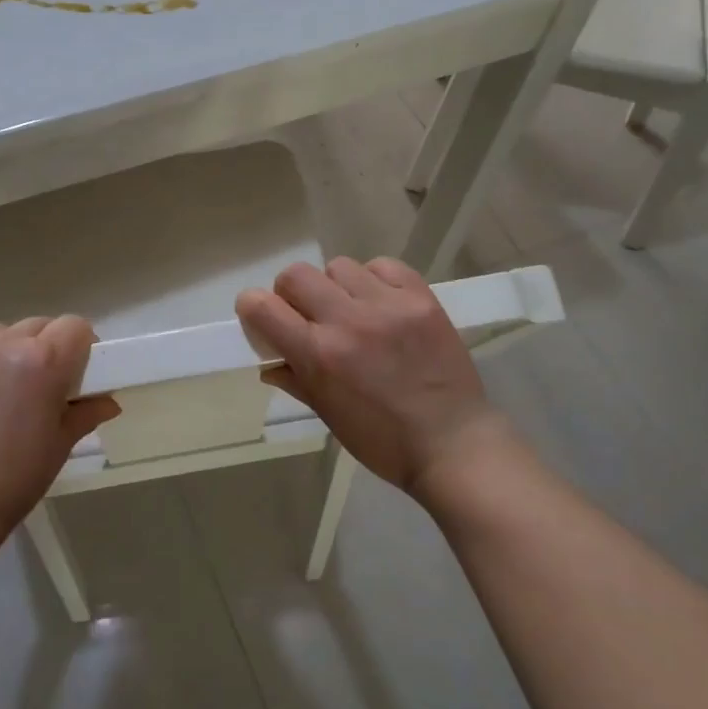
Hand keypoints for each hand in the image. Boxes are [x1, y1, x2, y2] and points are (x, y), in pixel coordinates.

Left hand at [0, 317, 119, 550]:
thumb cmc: (11, 481)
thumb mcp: (59, 446)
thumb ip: (85, 413)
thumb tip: (107, 401)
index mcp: (43, 361)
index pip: (74, 326)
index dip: (80, 347)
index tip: (76, 373)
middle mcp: (2, 342)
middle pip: (37, 326)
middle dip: (44, 349)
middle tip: (38, 387)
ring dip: (5, 353)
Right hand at [235, 257, 511, 499]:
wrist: (453, 443)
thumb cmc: (383, 441)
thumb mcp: (328, 415)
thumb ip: (295, 379)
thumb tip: (269, 361)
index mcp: (318, 355)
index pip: (262, 306)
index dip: (254, 308)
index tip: (263, 318)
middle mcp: (347, 321)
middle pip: (295, 275)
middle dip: (292, 294)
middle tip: (310, 316)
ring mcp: (387, 306)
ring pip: (338, 266)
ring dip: (336, 286)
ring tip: (354, 311)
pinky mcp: (421, 297)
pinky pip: (382, 266)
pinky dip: (374, 280)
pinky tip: (382, 304)